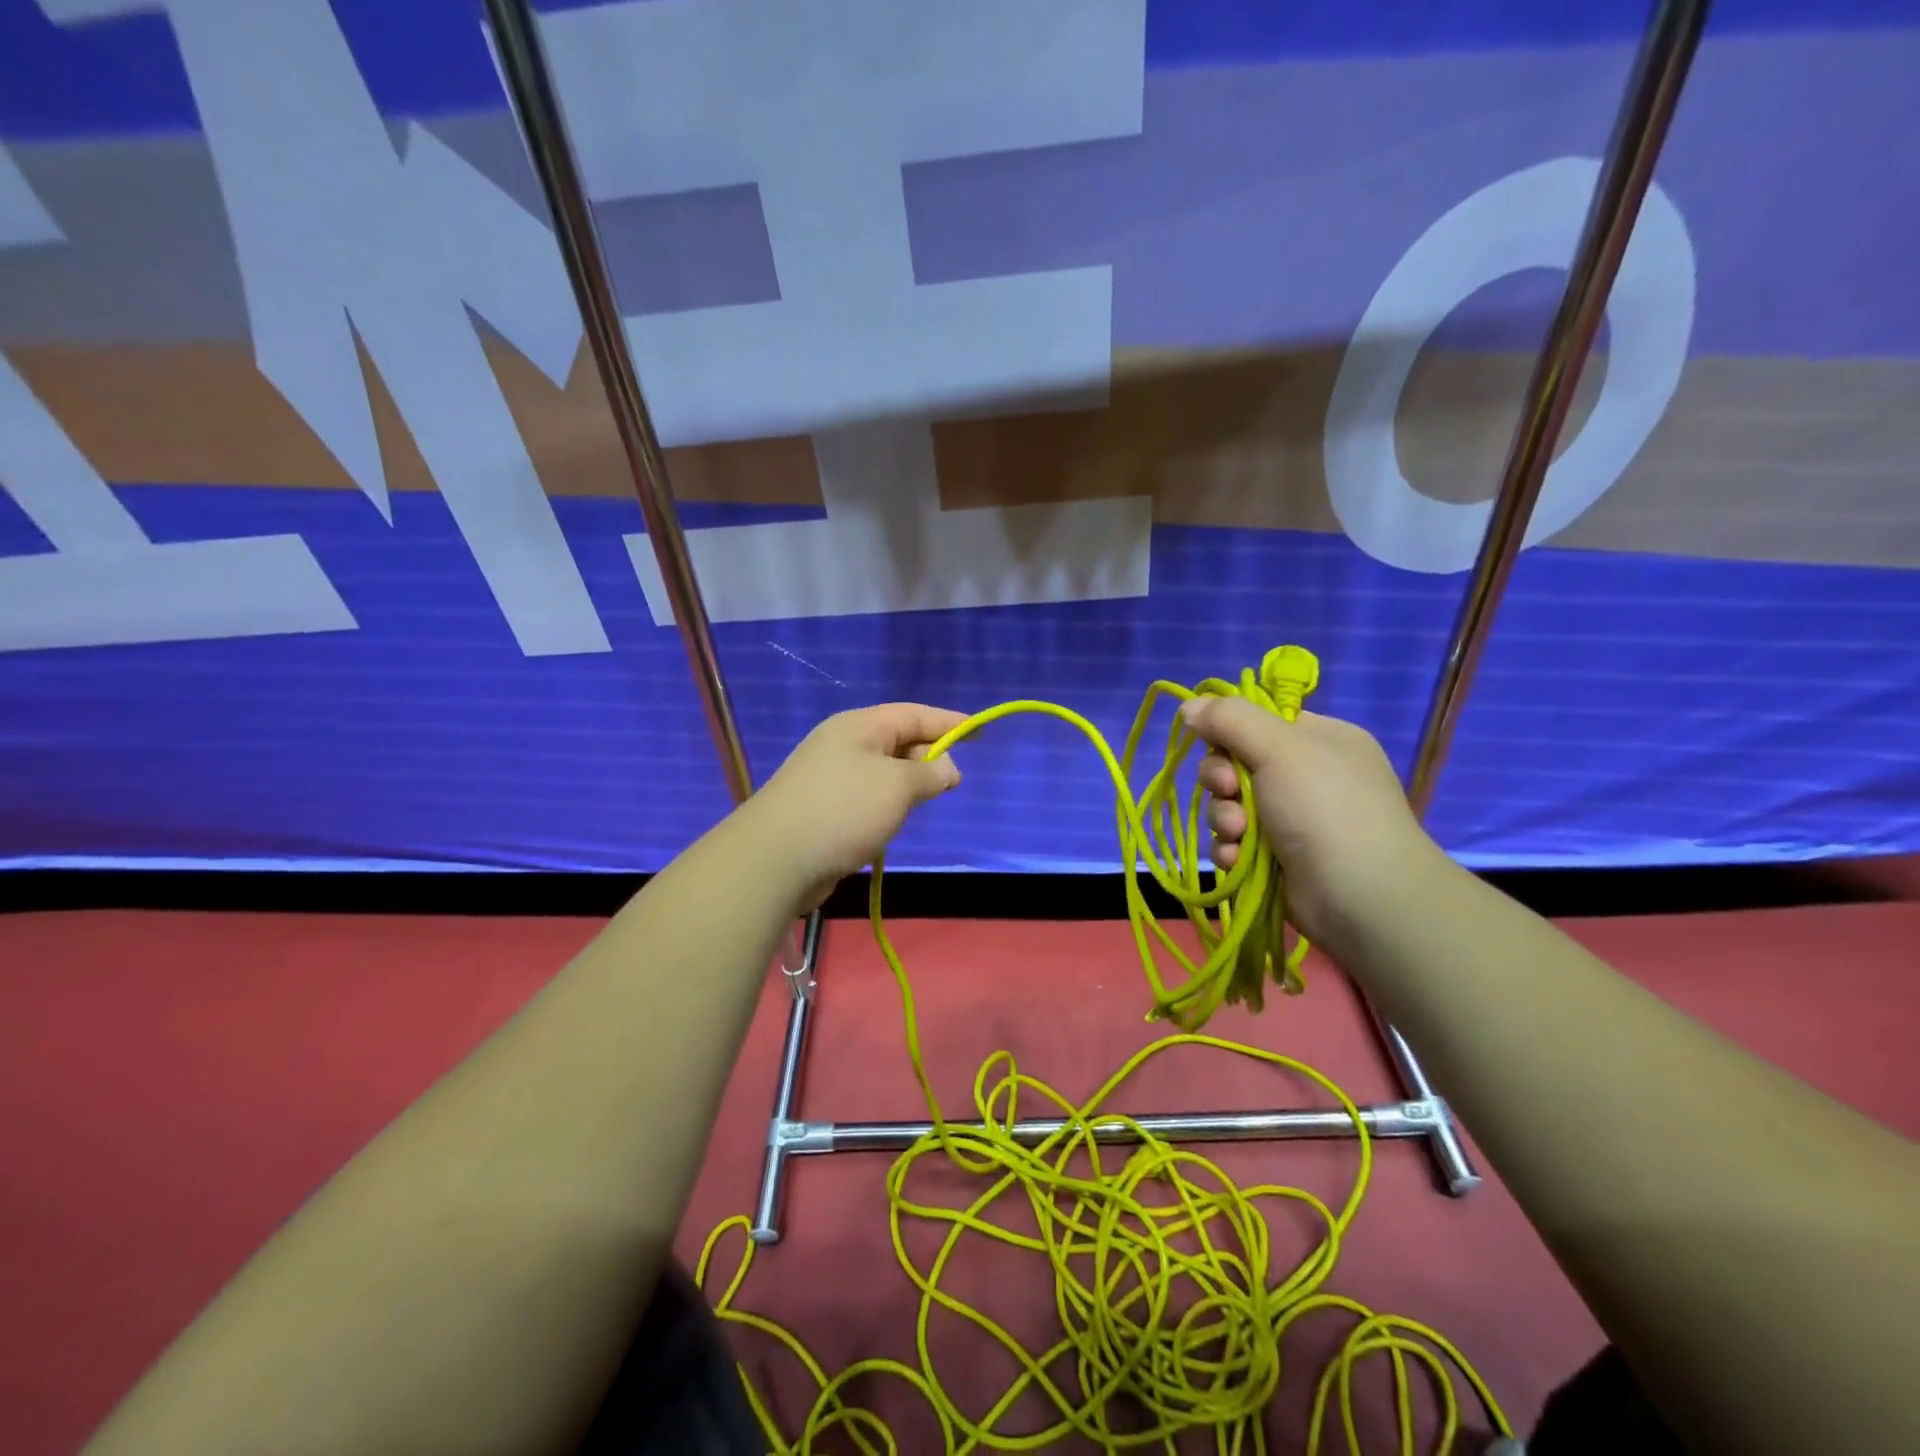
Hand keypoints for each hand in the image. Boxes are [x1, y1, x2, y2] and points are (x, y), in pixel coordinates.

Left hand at [742, 703, 965, 910]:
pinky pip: (867, 796)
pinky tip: (892, 823)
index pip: (913, 714)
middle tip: (950, 784)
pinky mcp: (823, 807)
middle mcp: (843, 744)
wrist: (776, 859)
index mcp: (859, 727)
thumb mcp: (898, 786)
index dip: (948, 722)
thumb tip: (947, 769)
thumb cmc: (844, 811)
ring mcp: (830, 776)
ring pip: (884, 771)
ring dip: (908, 784)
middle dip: (928, 757)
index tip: (978, 730)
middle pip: (898, 740)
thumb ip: (929, 773)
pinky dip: (887, 804)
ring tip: (922, 803)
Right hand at [1179, 699, 1440, 948]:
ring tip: (1238, 835)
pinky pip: (1235, 843)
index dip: (1229, 733)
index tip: (1217, 746)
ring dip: (1224, 819)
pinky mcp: (1277, 858)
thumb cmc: (1324, 808)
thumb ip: (1230, 719)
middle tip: (1228, 792)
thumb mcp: (1279, 747)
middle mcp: (1306, 776)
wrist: (1361, 896)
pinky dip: (1231, 850)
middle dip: (1222, 781)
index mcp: (1319, 740)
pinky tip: (1237, 860)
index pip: (1258, 722)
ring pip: (1230, 806)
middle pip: (1236, 764)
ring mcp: (1293, 820)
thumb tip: (1188, 705)